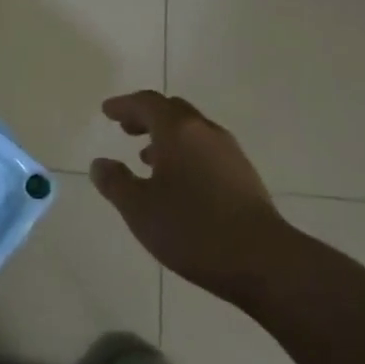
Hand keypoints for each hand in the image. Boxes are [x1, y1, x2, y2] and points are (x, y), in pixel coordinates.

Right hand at [90, 91, 287, 299]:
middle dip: (147, 116)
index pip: (147, 103)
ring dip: (167, 137)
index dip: (124, 105)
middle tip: (126, 128)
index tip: (106, 112)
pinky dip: (185, 154)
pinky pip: (206, 151)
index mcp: (178, 131)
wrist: (263, 260)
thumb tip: (101, 163)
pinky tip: (178, 182)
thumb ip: (115, 182)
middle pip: (173, 111)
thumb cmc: (192, 228)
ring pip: (192, 132)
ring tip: (147, 158)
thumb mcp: (139, 208)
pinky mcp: (244, 177)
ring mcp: (230, 153)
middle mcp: (206, 133)